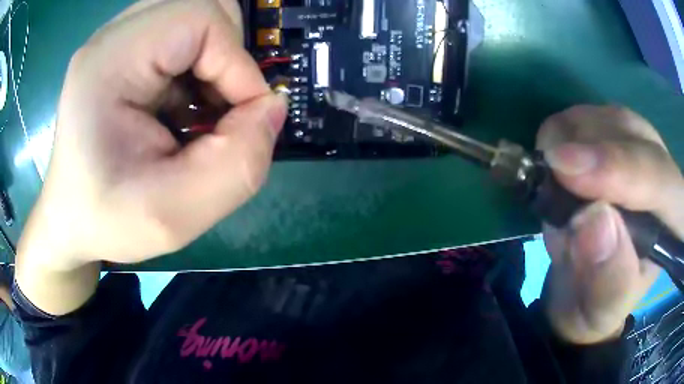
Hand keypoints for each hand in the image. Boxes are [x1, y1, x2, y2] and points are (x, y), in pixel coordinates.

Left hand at [16, 0, 287, 313]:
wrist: (70, 217)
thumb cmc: (106, 220)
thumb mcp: (174, 217)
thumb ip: (239, 164)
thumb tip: (274, 108)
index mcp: (109, 63)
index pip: (200, 19)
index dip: (236, 64)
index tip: (243, 119)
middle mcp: (113, 37)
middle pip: (203, 6)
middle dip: (227, 57)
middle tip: (217, 111)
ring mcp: (117, 39)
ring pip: (197, 15)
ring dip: (214, 59)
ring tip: (197, 108)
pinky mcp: (124, 48)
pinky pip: (182, 33)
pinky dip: (199, 64)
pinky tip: (180, 103)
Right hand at [537, 106, 683, 344]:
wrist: (584, 289)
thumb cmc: (598, 305)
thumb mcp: (601, 309)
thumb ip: (607, 277)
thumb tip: (594, 220)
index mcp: (674, 223)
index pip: (663, 182)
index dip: (622, 170)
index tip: (568, 171)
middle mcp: (664, 174)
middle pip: (635, 137)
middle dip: (591, 152)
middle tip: (552, 178)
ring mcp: (640, 149)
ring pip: (608, 119)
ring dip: (572, 142)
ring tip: (556, 187)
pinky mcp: (614, 136)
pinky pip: (586, 117)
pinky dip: (563, 135)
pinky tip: (559, 168)